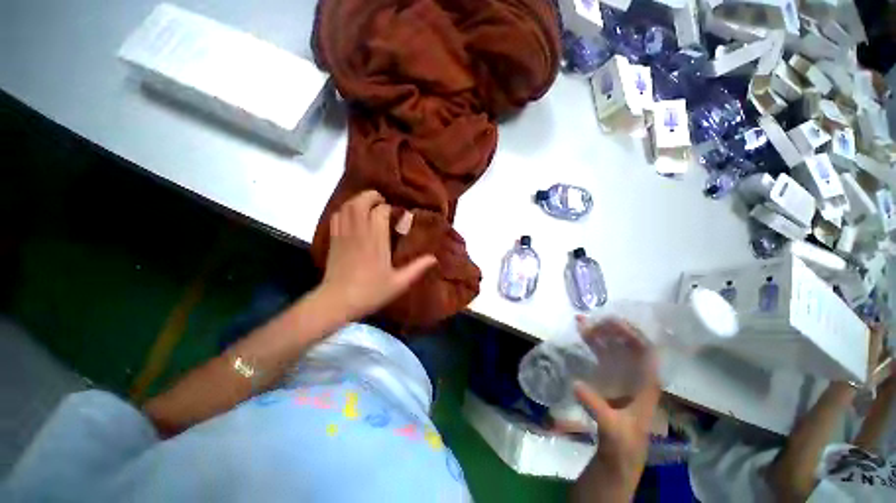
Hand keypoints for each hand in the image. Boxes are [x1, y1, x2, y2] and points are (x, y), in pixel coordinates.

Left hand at [318, 190, 436, 321]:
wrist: (336, 301)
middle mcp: (359, 231)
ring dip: (359, 201)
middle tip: (383, 203)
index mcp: (376, 239)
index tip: (398, 216)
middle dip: (373, 197)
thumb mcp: (399, 283)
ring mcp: (344, 233)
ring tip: (369, 206)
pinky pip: (337, 215)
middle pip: (362, 200)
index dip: (390, 209)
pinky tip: (352, 216)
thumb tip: (434, 258)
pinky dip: (345, 210)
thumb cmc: (370, 291)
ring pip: (348, 205)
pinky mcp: (333, 238)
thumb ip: (417, 268)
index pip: (382, 210)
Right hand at [574, 318, 659, 481]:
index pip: (646, 352)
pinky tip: (582, 335)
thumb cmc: (623, 444)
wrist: (619, 458)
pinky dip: (593, 342)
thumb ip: (596, 407)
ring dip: (600, 333)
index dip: (632, 334)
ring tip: (582, 321)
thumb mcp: (611, 428)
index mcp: (646, 385)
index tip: (611, 323)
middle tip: (591, 320)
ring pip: (615, 347)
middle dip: (612, 330)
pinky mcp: (611, 379)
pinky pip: (603, 355)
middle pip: (629, 345)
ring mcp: (623, 376)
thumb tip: (575, 383)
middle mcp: (636, 376)